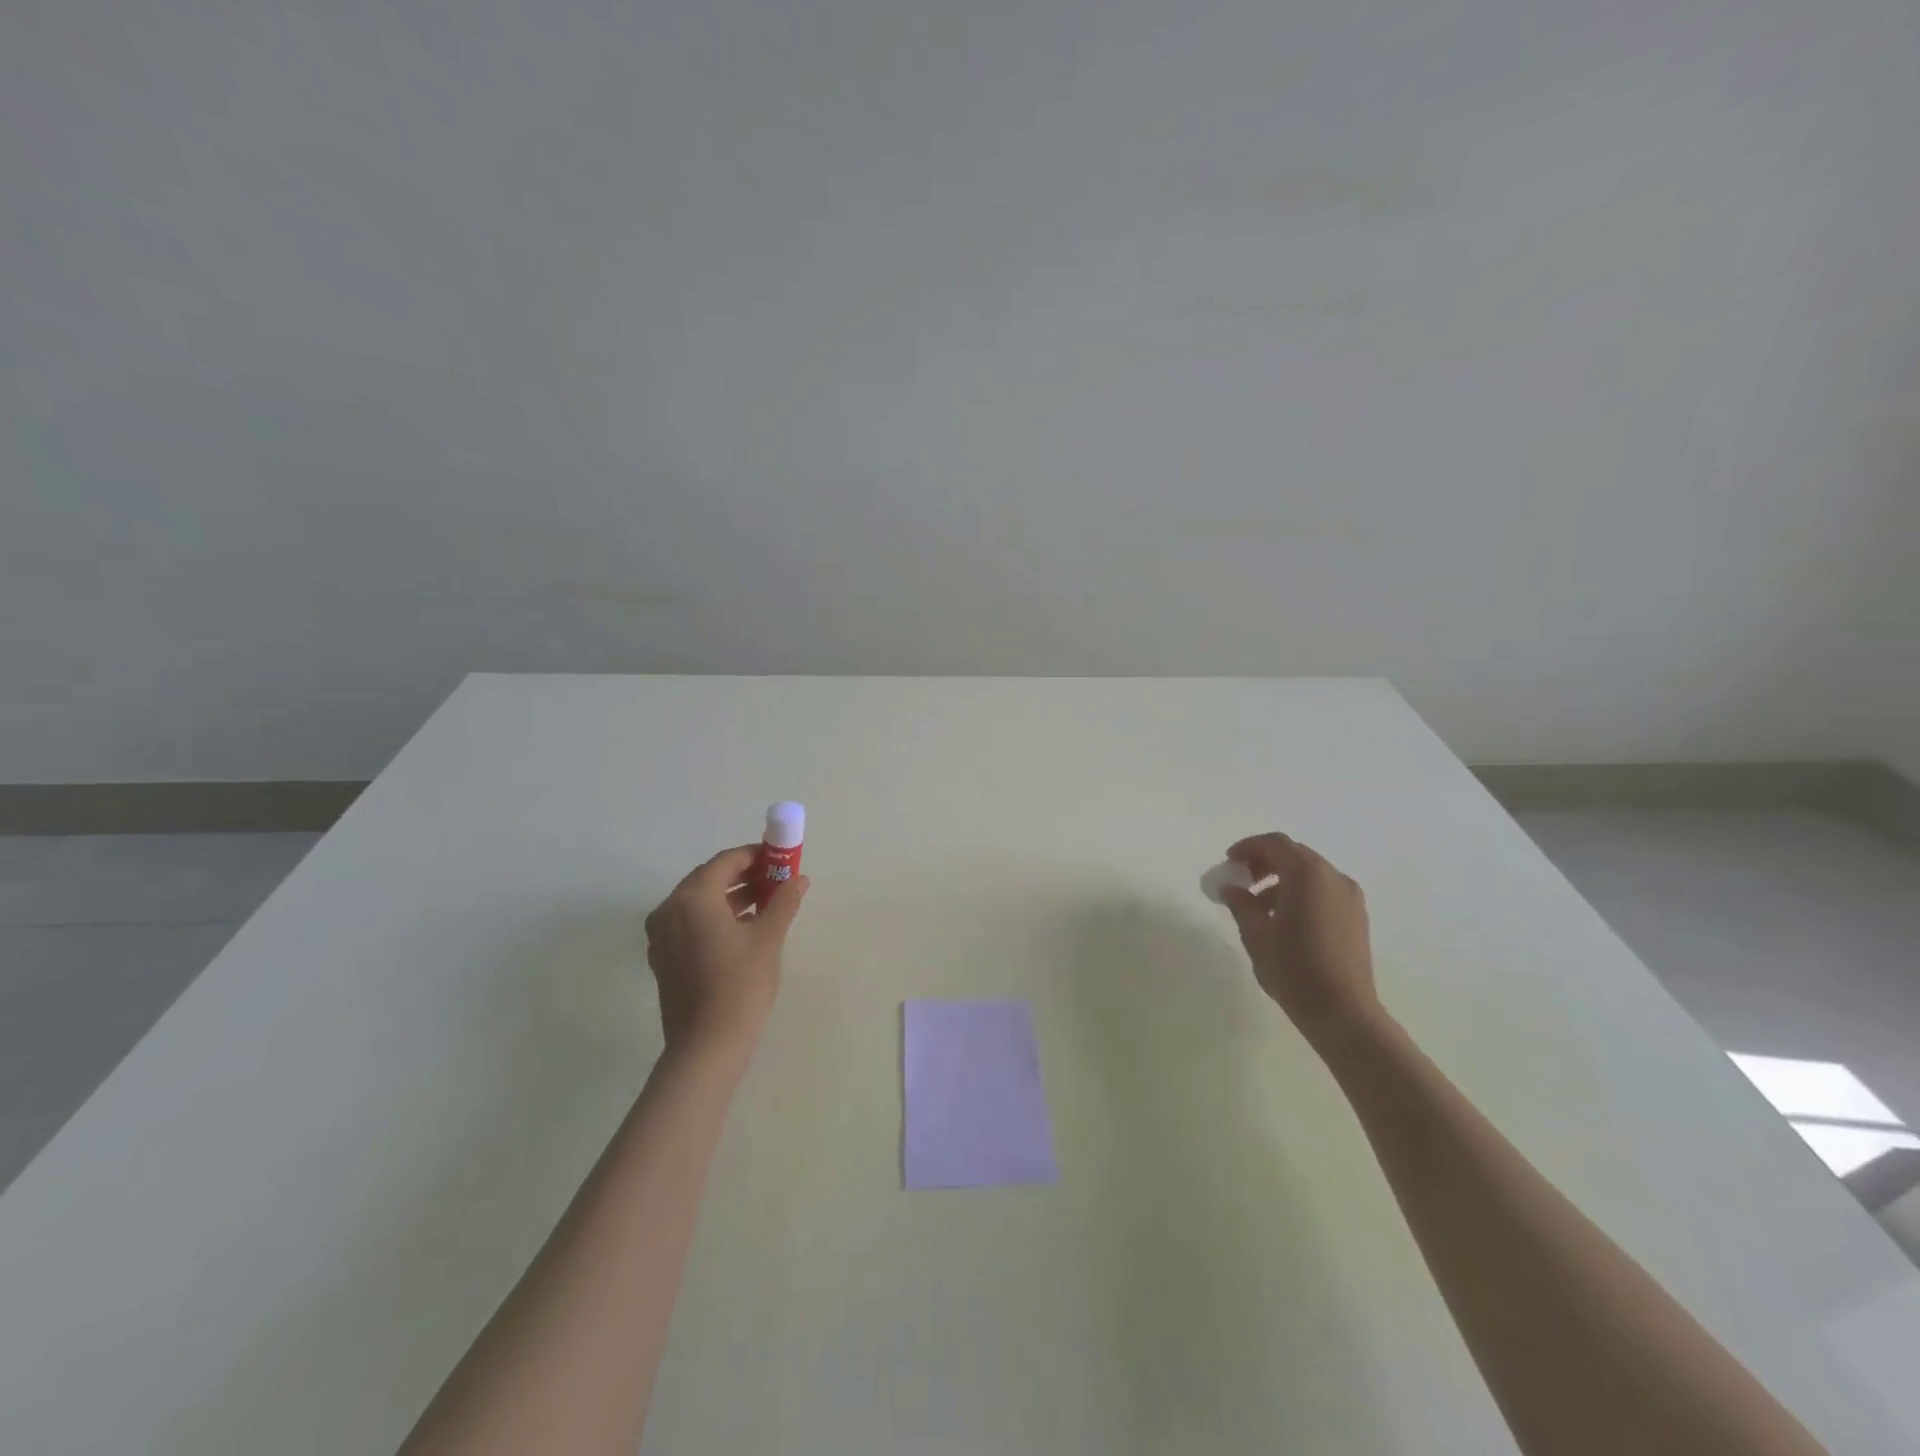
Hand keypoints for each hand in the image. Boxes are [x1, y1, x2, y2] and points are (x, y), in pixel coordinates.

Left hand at [644, 845, 808, 1061]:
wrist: (707, 1045)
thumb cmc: (740, 984)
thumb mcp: (768, 938)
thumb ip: (783, 901)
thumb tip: (799, 879)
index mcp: (692, 898)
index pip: (725, 862)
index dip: (754, 855)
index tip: (780, 859)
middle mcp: (669, 910)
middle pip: (708, 879)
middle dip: (742, 876)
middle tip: (775, 881)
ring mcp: (661, 936)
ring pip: (698, 902)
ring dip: (730, 897)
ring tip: (765, 904)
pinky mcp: (663, 958)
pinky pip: (689, 924)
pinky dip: (714, 918)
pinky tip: (741, 930)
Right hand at [1219, 833, 1378, 1049]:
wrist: (1344, 1013)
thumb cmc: (1294, 969)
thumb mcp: (1256, 935)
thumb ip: (1241, 904)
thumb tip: (1231, 889)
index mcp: (1308, 875)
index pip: (1275, 844)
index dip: (1248, 847)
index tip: (1228, 862)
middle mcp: (1333, 878)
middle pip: (1295, 855)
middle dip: (1264, 862)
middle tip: (1241, 880)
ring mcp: (1350, 897)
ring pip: (1310, 874)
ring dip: (1281, 880)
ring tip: (1258, 907)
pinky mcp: (1356, 917)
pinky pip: (1323, 891)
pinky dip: (1300, 893)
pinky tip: (1284, 920)